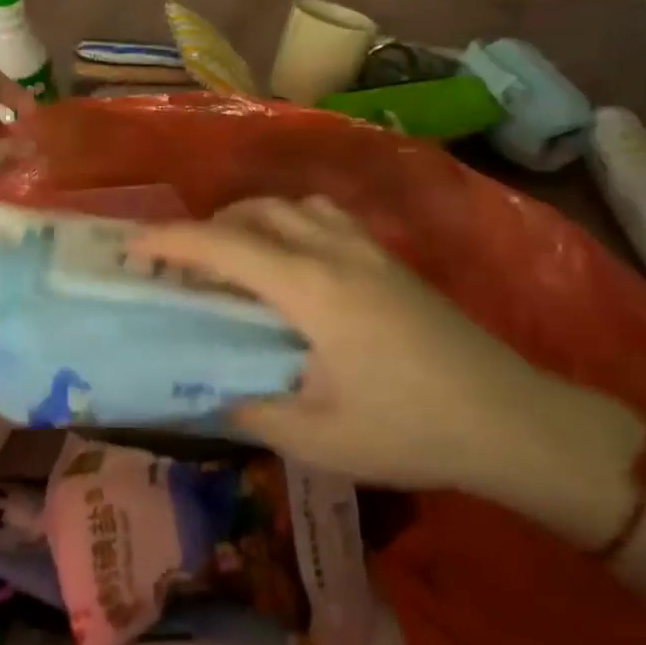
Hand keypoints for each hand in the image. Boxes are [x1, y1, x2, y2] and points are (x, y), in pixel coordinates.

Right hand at [134, 197, 645, 547]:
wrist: (513, 420)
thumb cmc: (412, 431)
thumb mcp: (317, 438)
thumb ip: (251, 409)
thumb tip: (212, 391)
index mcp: (311, 289)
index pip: (223, 246)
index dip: (170, 242)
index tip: (132, 250)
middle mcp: (335, 251)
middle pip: (254, 212)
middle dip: (206, 229)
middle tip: (182, 270)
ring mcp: (368, 249)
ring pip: (291, 206)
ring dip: (250, 221)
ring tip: (233, 263)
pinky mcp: (390, 258)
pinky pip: (323, 217)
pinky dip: (288, 224)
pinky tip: (291, 266)